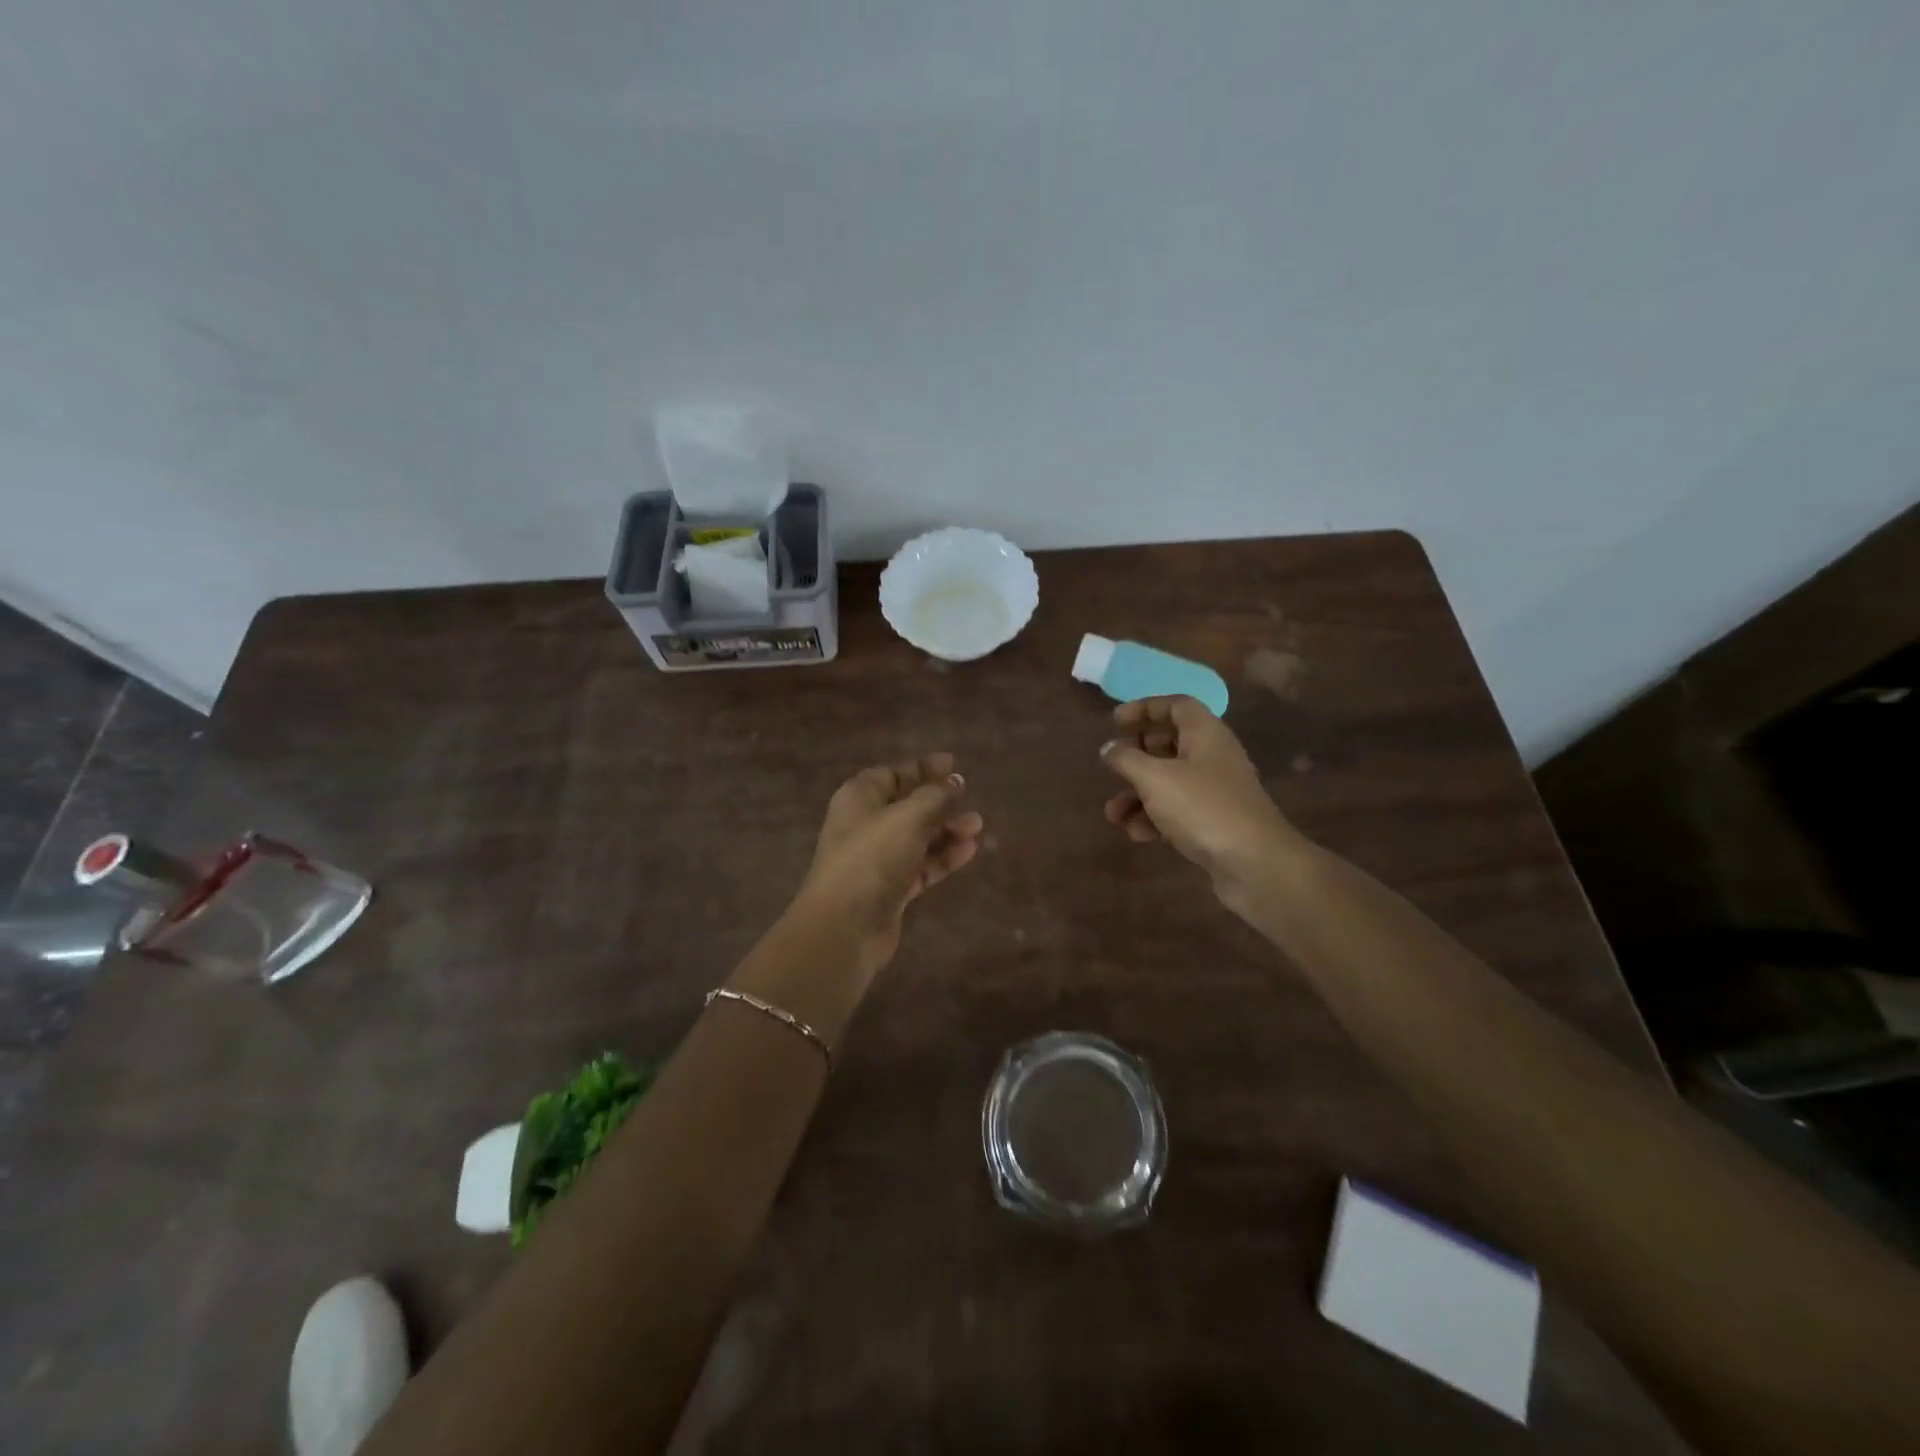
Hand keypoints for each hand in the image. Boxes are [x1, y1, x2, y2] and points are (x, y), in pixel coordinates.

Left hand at [792, 753, 984, 978]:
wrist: (845, 925)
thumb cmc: (872, 857)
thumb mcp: (908, 817)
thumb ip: (936, 796)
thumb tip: (955, 781)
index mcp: (860, 798)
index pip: (893, 774)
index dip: (922, 768)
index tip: (952, 763)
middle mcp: (866, 824)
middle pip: (907, 805)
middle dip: (939, 800)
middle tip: (970, 796)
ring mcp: (878, 859)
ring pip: (918, 836)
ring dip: (946, 829)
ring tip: (977, 826)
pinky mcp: (891, 888)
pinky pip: (922, 865)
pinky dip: (943, 857)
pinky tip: (969, 850)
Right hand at [1100, 696, 1299, 908]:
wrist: (1255, 864)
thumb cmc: (1203, 808)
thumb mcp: (1155, 778)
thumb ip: (1127, 759)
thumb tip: (1109, 748)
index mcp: (1205, 734)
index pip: (1176, 705)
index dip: (1145, 708)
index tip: (1115, 720)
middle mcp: (1212, 757)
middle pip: (1170, 743)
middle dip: (1136, 756)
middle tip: (1112, 765)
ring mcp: (1215, 792)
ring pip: (1169, 782)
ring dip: (1137, 795)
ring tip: (1113, 815)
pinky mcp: (1213, 822)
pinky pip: (1177, 811)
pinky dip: (1154, 818)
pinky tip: (1137, 835)